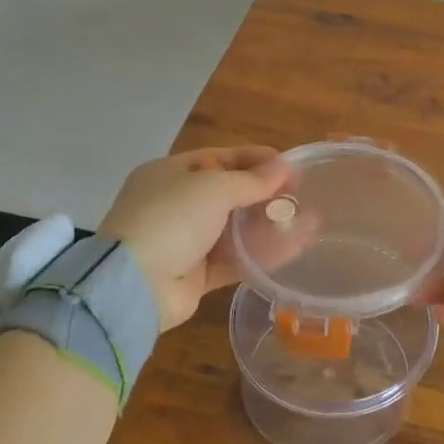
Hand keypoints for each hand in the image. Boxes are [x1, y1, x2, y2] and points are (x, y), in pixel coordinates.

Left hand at [98, 147, 290, 330]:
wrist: (134, 285)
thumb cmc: (170, 219)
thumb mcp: (212, 188)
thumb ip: (251, 180)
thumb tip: (284, 167)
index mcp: (171, 173)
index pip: (221, 158)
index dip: (256, 159)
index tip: (290, 166)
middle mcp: (177, 203)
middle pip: (230, 193)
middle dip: (266, 194)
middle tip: (302, 196)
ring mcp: (185, 241)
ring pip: (236, 229)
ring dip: (270, 225)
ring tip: (309, 222)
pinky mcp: (196, 274)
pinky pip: (236, 258)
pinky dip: (262, 254)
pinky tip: (294, 248)